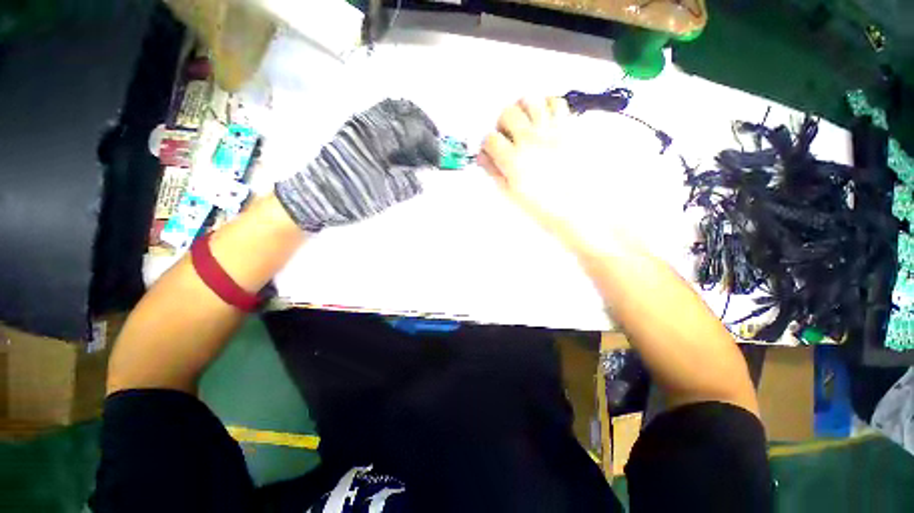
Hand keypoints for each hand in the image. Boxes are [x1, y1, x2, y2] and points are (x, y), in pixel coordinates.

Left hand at [276, 99, 439, 231]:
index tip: (440, 159)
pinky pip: (378, 121)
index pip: (413, 130)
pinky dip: (395, 128)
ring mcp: (356, 126)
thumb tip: (420, 179)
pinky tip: (399, 147)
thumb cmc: (347, 195)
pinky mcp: (350, 133)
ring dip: (409, 123)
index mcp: (377, 137)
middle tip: (433, 141)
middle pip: (402, 109)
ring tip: (418, 144)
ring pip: (389, 112)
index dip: (431, 144)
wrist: (310, 198)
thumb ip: (406, 184)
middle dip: (423, 123)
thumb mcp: (382, 194)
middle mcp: (367, 124)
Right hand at [479, 97, 629, 254]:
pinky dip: (548, 106)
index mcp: (513, 160)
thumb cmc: (540, 206)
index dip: (488, 145)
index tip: (492, 151)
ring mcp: (551, 131)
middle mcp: (530, 140)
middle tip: (508, 136)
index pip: (490, 139)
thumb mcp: (511, 194)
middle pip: (508, 113)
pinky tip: (545, 120)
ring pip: (531, 100)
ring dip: (523, 110)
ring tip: (526, 124)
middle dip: (503, 123)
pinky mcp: (568, 128)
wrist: (576, 209)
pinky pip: (557, 102)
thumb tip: (482, 157)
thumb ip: (495, 172)